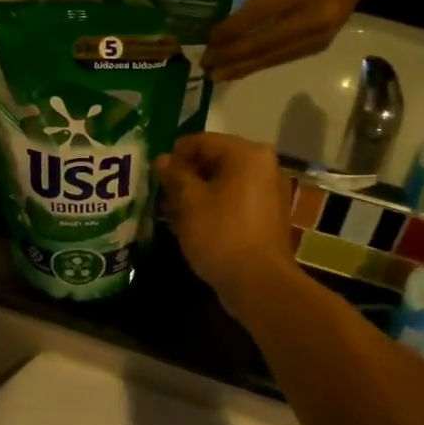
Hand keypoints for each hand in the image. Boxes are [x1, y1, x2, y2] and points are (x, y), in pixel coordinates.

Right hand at [154, 133, 300, 313]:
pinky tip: (192, 226)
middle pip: (214, 161)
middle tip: (162, 196)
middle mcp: (263, 166)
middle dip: (185, 177)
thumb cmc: (221, 234)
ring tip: (172, 214)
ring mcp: (268, 192)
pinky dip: (213, 208)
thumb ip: (174, 175)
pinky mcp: (266, 216)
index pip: (201, 141)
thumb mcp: (189, 202)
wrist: (259, 283)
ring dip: (196, 195)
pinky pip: (233, 201)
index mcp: (247, 154)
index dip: (174, 156)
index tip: (155, 176)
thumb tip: (163, 160)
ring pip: (222, 183)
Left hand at [203, 0, 366, 80]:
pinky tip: (239, 70)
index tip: (210, 39)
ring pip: (273, 57)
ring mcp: (319, 36)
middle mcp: (313, 17)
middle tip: (207, 65)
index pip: (261, 14)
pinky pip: (282, 59)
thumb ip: (259, 0)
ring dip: (242, 67)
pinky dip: (258, 65)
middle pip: (265, 43)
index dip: (233, 29)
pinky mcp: (319, 47)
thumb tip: (230, 27)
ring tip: (217, 75)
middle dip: (232, 56)